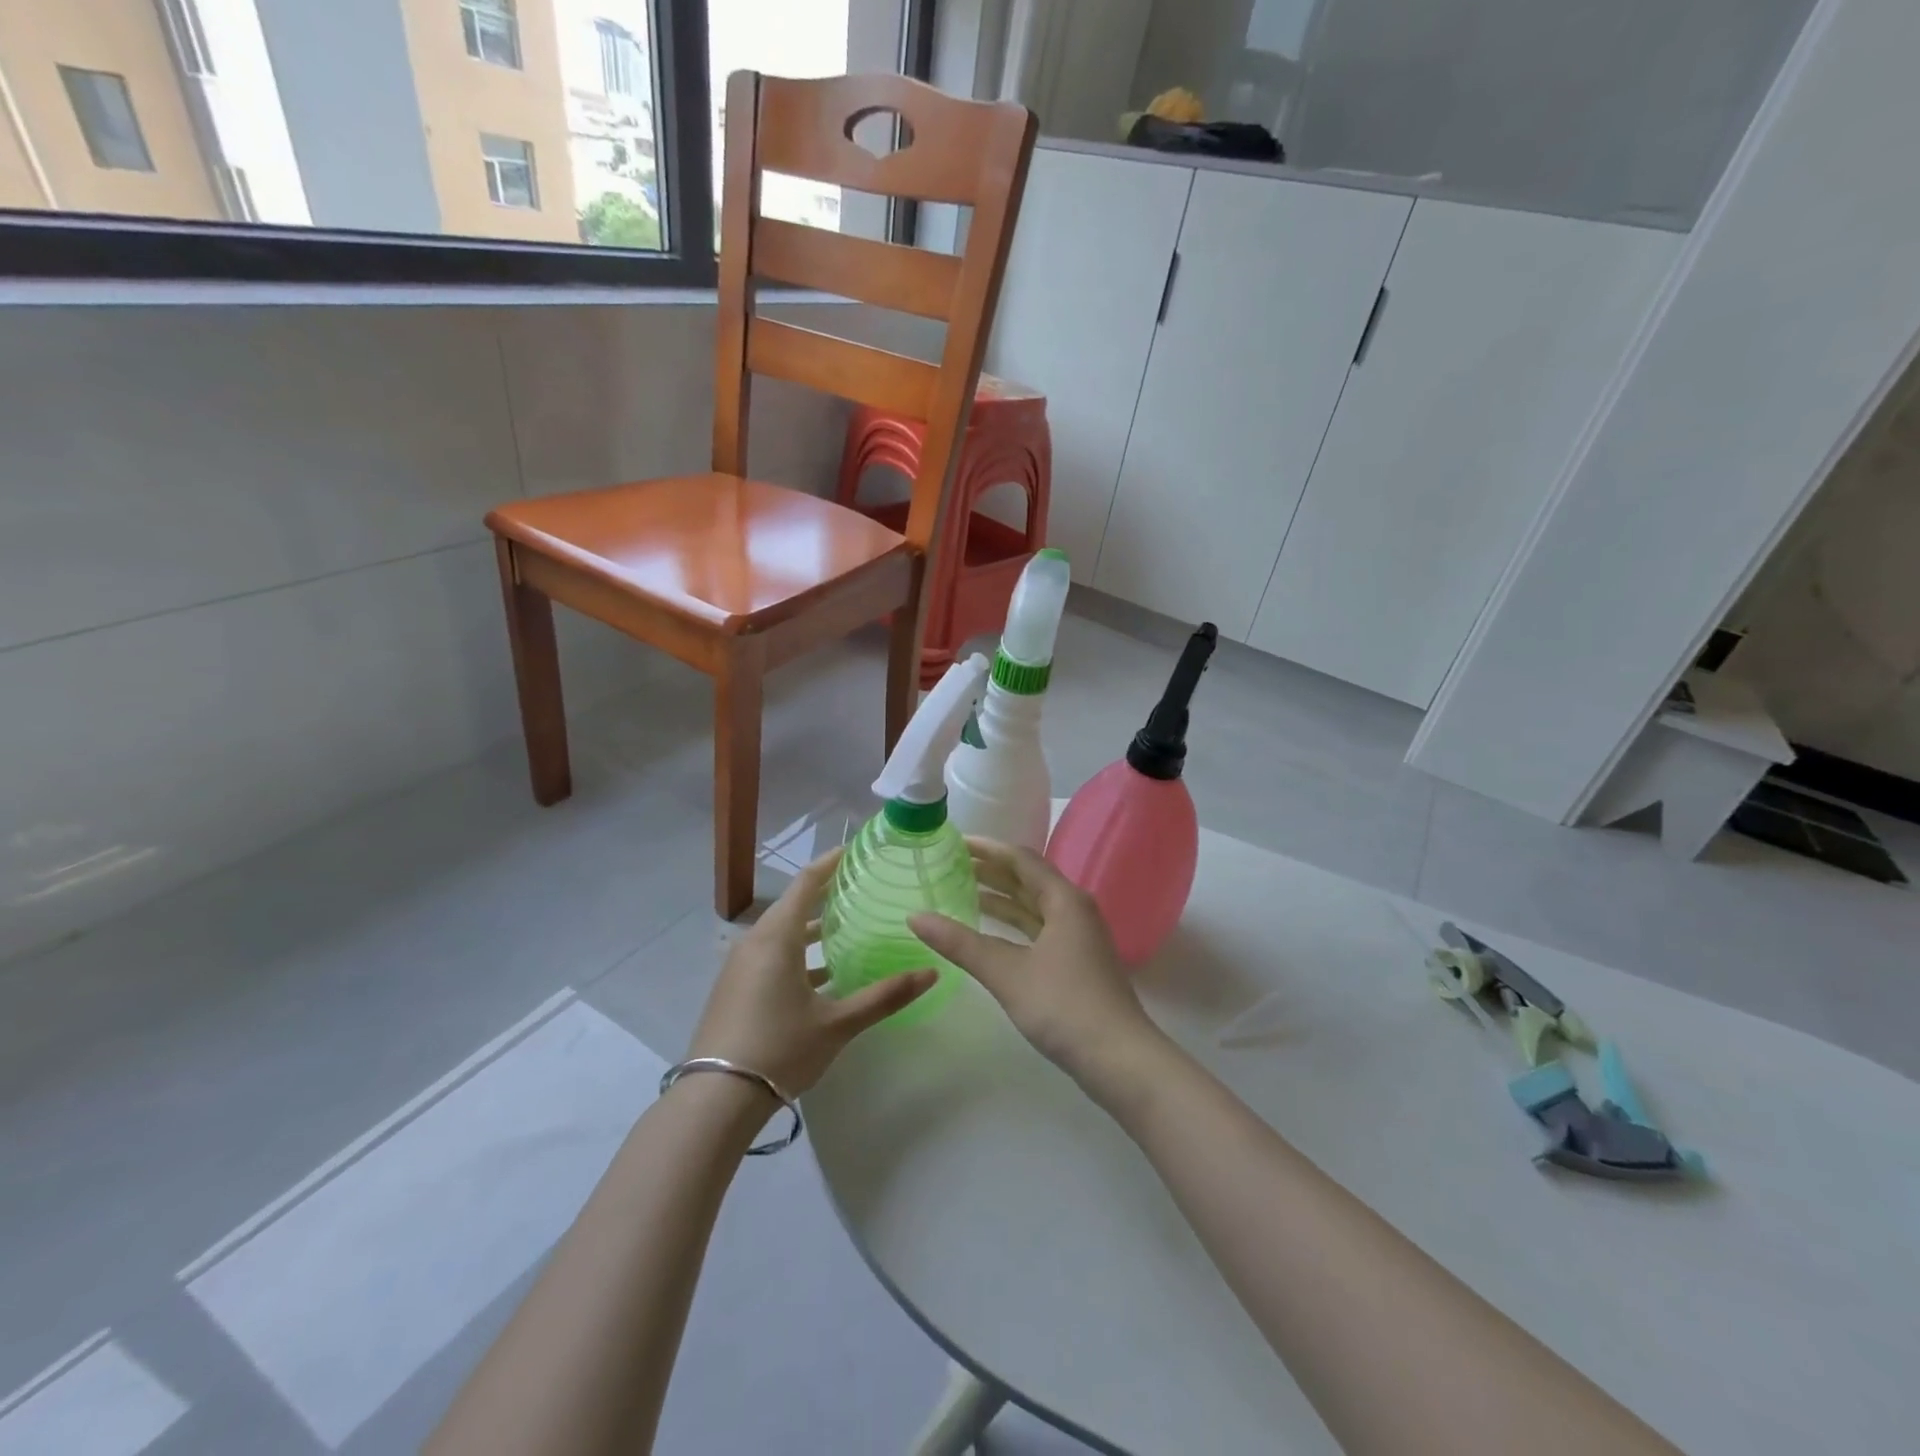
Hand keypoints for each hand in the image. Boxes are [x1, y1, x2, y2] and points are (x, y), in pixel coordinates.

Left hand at [687, 849, 934, 1095]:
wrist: (716, 1099)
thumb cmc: (780, 1049)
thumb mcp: (837, 1023)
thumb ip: (885, 996)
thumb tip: (932, 974)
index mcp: (777, 937)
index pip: (806, 882)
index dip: (831, 862)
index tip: (856, 851)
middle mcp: (755, 942)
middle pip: (793, 904)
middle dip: (826, 894)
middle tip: (862, 887)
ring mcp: (741, 966)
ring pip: (782, 932)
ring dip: (812, 927)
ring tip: (849, 926)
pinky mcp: (736, 988)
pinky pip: (771, 954)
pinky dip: (798, 952)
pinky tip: (824, 973)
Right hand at [910, 839, 1165, 1091]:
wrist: (1119, 1058)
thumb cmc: (1063, 1005)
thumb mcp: (1006, 972)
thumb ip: (960, 943)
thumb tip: (915, 916)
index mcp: (1064, 900)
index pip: (1021, 859)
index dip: (987, 848)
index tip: (954, 842)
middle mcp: (1074, 910)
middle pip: (1028, 879)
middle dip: (991, 871)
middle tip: (951, 864)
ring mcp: (1078, 937)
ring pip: (1034, 906)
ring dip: (1001, 898)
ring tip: (962, 891)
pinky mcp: (1076, 962)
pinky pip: (1038, 928)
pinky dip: (1012, 924)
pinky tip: (989, 932)